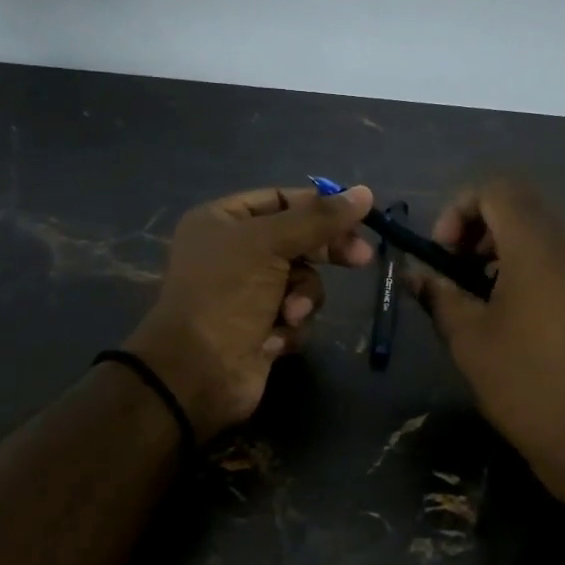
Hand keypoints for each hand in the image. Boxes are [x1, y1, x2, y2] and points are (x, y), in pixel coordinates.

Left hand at [125, 184, 375, 439]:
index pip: (280, 200)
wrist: (198, 372)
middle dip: (324, 252)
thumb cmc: (226, 294)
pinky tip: (273, 339)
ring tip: (289, 314)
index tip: (358, 216)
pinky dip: (291, 326)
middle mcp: (233, 253)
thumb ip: (319, 218)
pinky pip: (295, 315)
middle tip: (361, 258)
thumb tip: (365, 193)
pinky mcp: (261, 329)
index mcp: (222, 221)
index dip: (318, 206)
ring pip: (301, 281)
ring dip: (303, 297)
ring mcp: (247, 293)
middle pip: (296, 240)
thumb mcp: (270, 244)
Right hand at [410, 179, 564, 512]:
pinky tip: (521, 317)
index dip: (459, 209)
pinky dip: (536, 269)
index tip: (444, 254)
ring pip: (547, 234)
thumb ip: (439, 295)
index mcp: (542, 248)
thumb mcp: (470, 341)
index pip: (498, 189)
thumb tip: (416, 273)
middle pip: (523, 207)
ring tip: (485, 299)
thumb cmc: (528, 387)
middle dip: (480, 231)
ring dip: (507, 251)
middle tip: (458, 276)